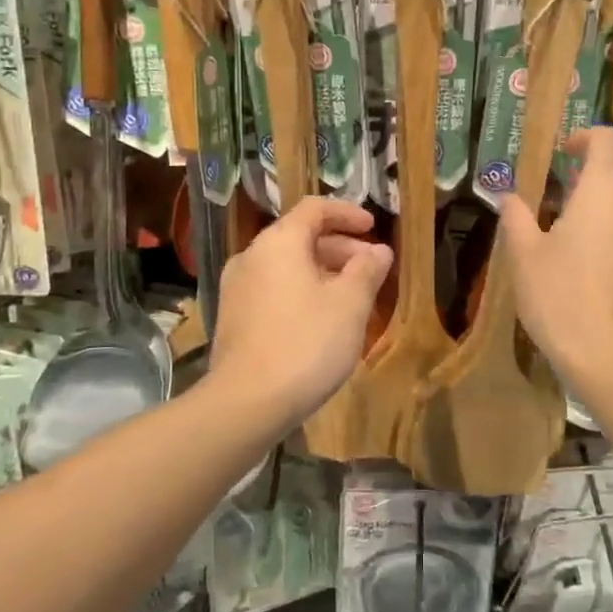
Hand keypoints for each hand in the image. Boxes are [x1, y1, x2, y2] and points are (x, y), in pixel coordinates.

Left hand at [212, 198, 393, 423]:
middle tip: (371, 269)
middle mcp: (251, 256)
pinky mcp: (233, 317)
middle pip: (300, 237)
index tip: (373, 227)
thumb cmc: (306, 343)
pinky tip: (322, 320)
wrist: (246, 403)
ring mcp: (237, 288)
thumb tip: (379, 251)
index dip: (347, 214)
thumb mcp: (350, 305)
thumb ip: (367, 270)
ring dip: (322, 272)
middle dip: (340, 248)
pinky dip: (301, 291)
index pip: (314, 209)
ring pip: (287, 266)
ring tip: (352, 297)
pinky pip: (273, 289)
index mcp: (278, 242)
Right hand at [501, 128, 612, 380]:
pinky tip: (612, 259)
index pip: (607, 140)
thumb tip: (509, 197)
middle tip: (575, 189)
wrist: (609, 356)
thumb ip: (517, 217)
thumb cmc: (559, 297)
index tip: (565, 152)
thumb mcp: (524, 256)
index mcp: (602, 192)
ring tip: (592, 225)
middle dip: (606, 166)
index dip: (586, 137)